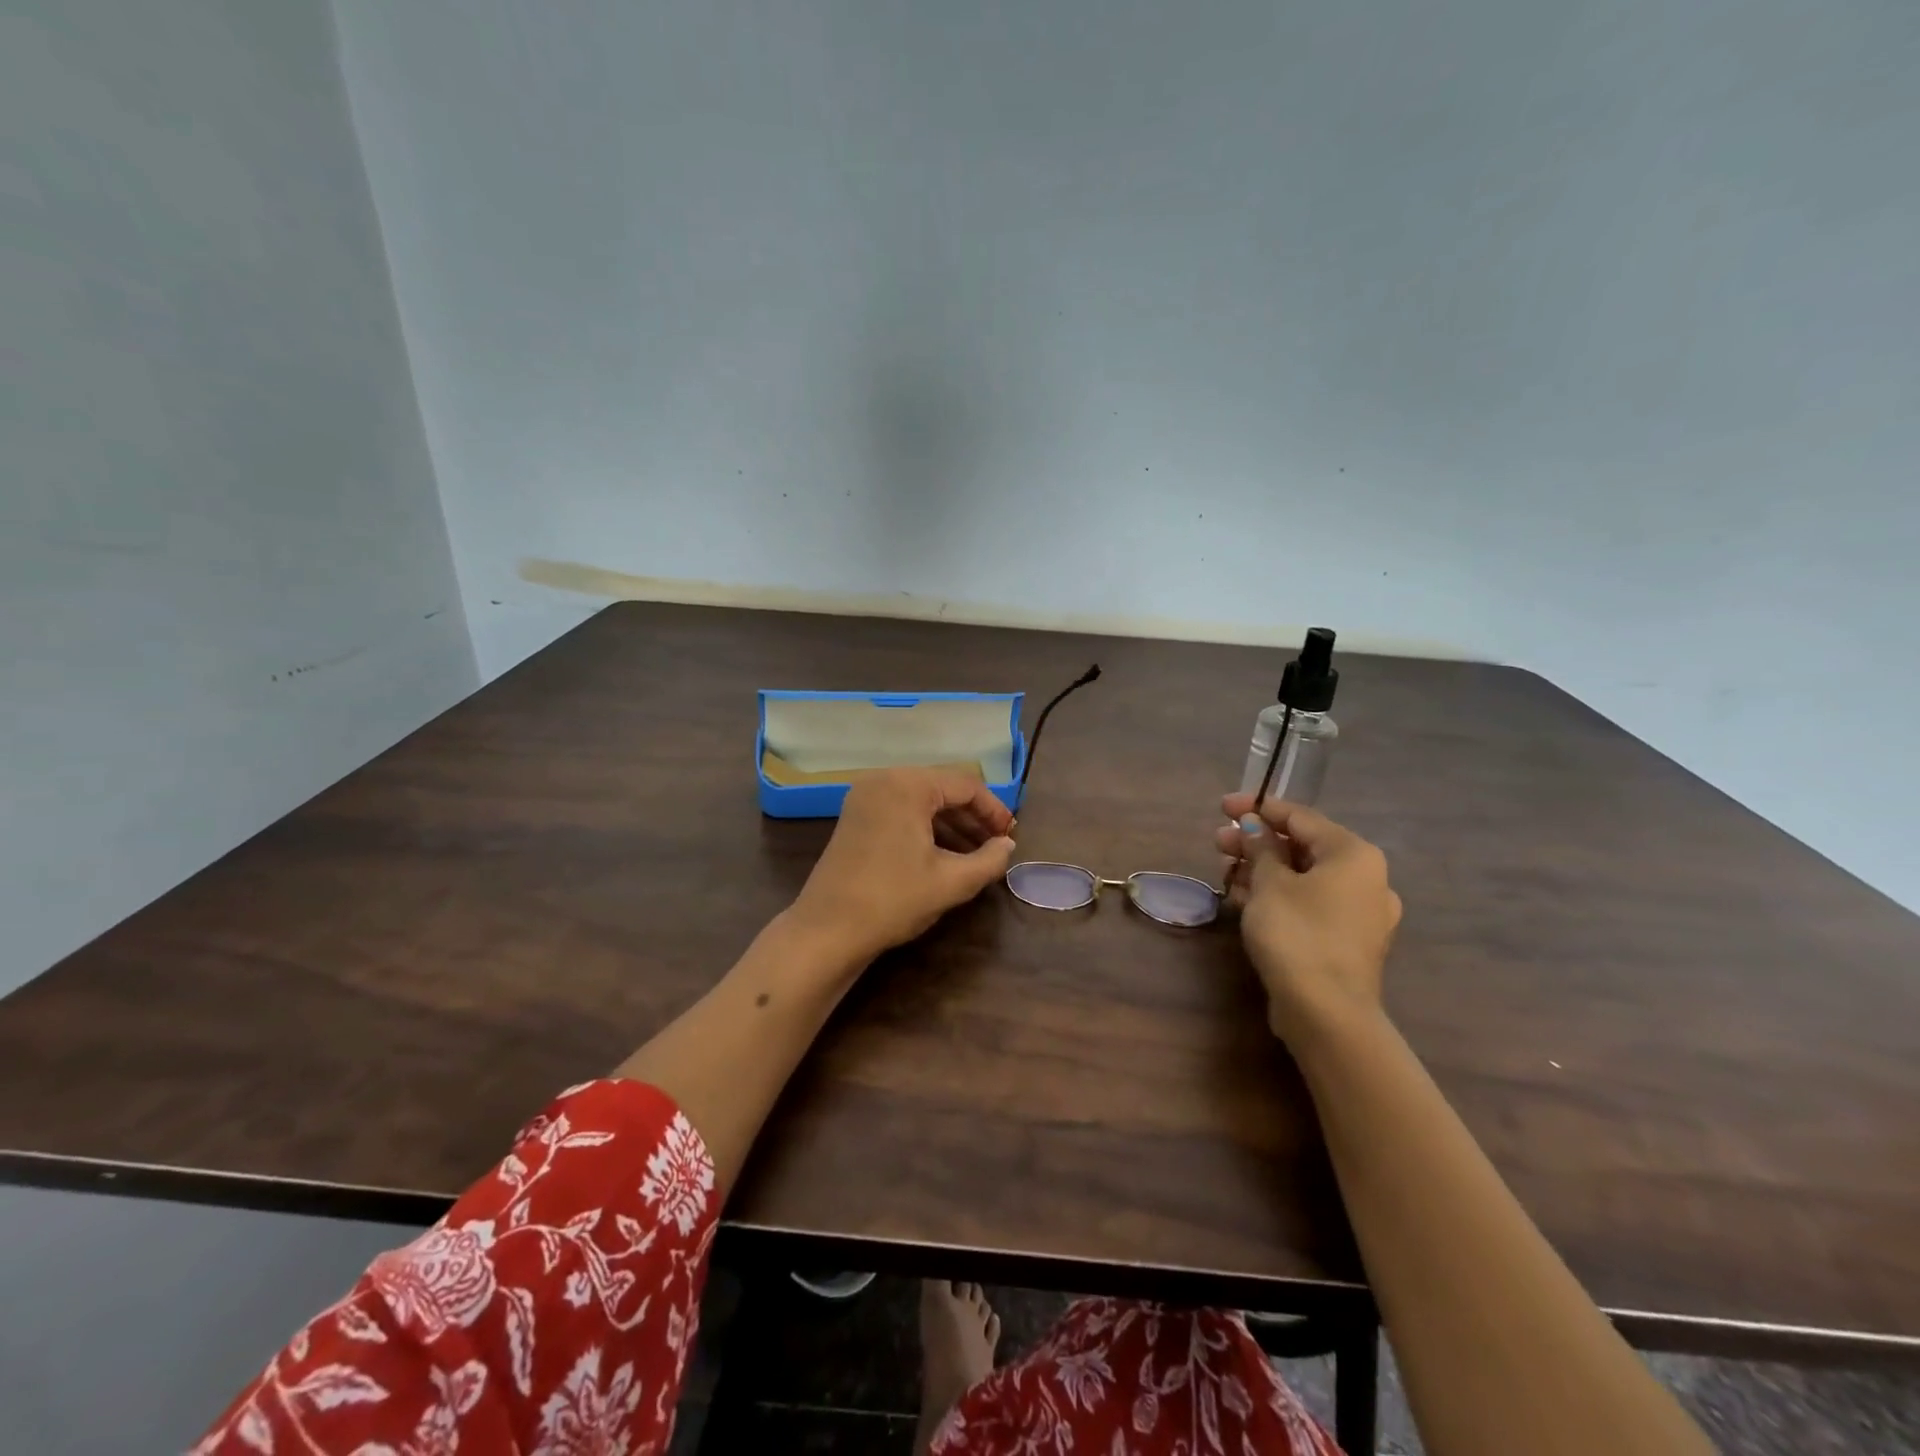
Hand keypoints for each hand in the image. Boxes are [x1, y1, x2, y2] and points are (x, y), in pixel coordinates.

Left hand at [791, 768, 1016, 964]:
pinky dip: (926, 827)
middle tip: (997, 845)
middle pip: (943, 788)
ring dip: (951, 823)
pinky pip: (902, 810)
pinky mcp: (856, 816)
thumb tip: (1008, 846)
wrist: (827, 930)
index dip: (994, 810)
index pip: (965, 785)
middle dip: (973, 817)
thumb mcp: (951, 882)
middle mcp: (884, 779)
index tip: (1011, 837)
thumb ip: (989, 859)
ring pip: (922, 800)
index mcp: (908, 785)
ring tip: (976, 854)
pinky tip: (944, 854)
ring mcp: (865, 797)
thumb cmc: (893, 900)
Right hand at [1215, 794, 1401, 1043]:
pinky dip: (1279, 896)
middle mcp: (1366, 878)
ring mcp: (1360, 913)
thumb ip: (1260, 847)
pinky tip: (1245, 900)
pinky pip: (1309, 903)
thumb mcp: (1269, 883)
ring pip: (1304, 877)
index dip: (1258, 808)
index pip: (1300, 817)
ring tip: (1226, 873)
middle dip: (1257, 843)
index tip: (1223, 806)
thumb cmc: (1297, 934)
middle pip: (1302, 847)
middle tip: (1218, 843)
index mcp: (1354, 854)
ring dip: (1263, 870)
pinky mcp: (1347, 940)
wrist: (1326, 1012)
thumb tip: (1253, 826)